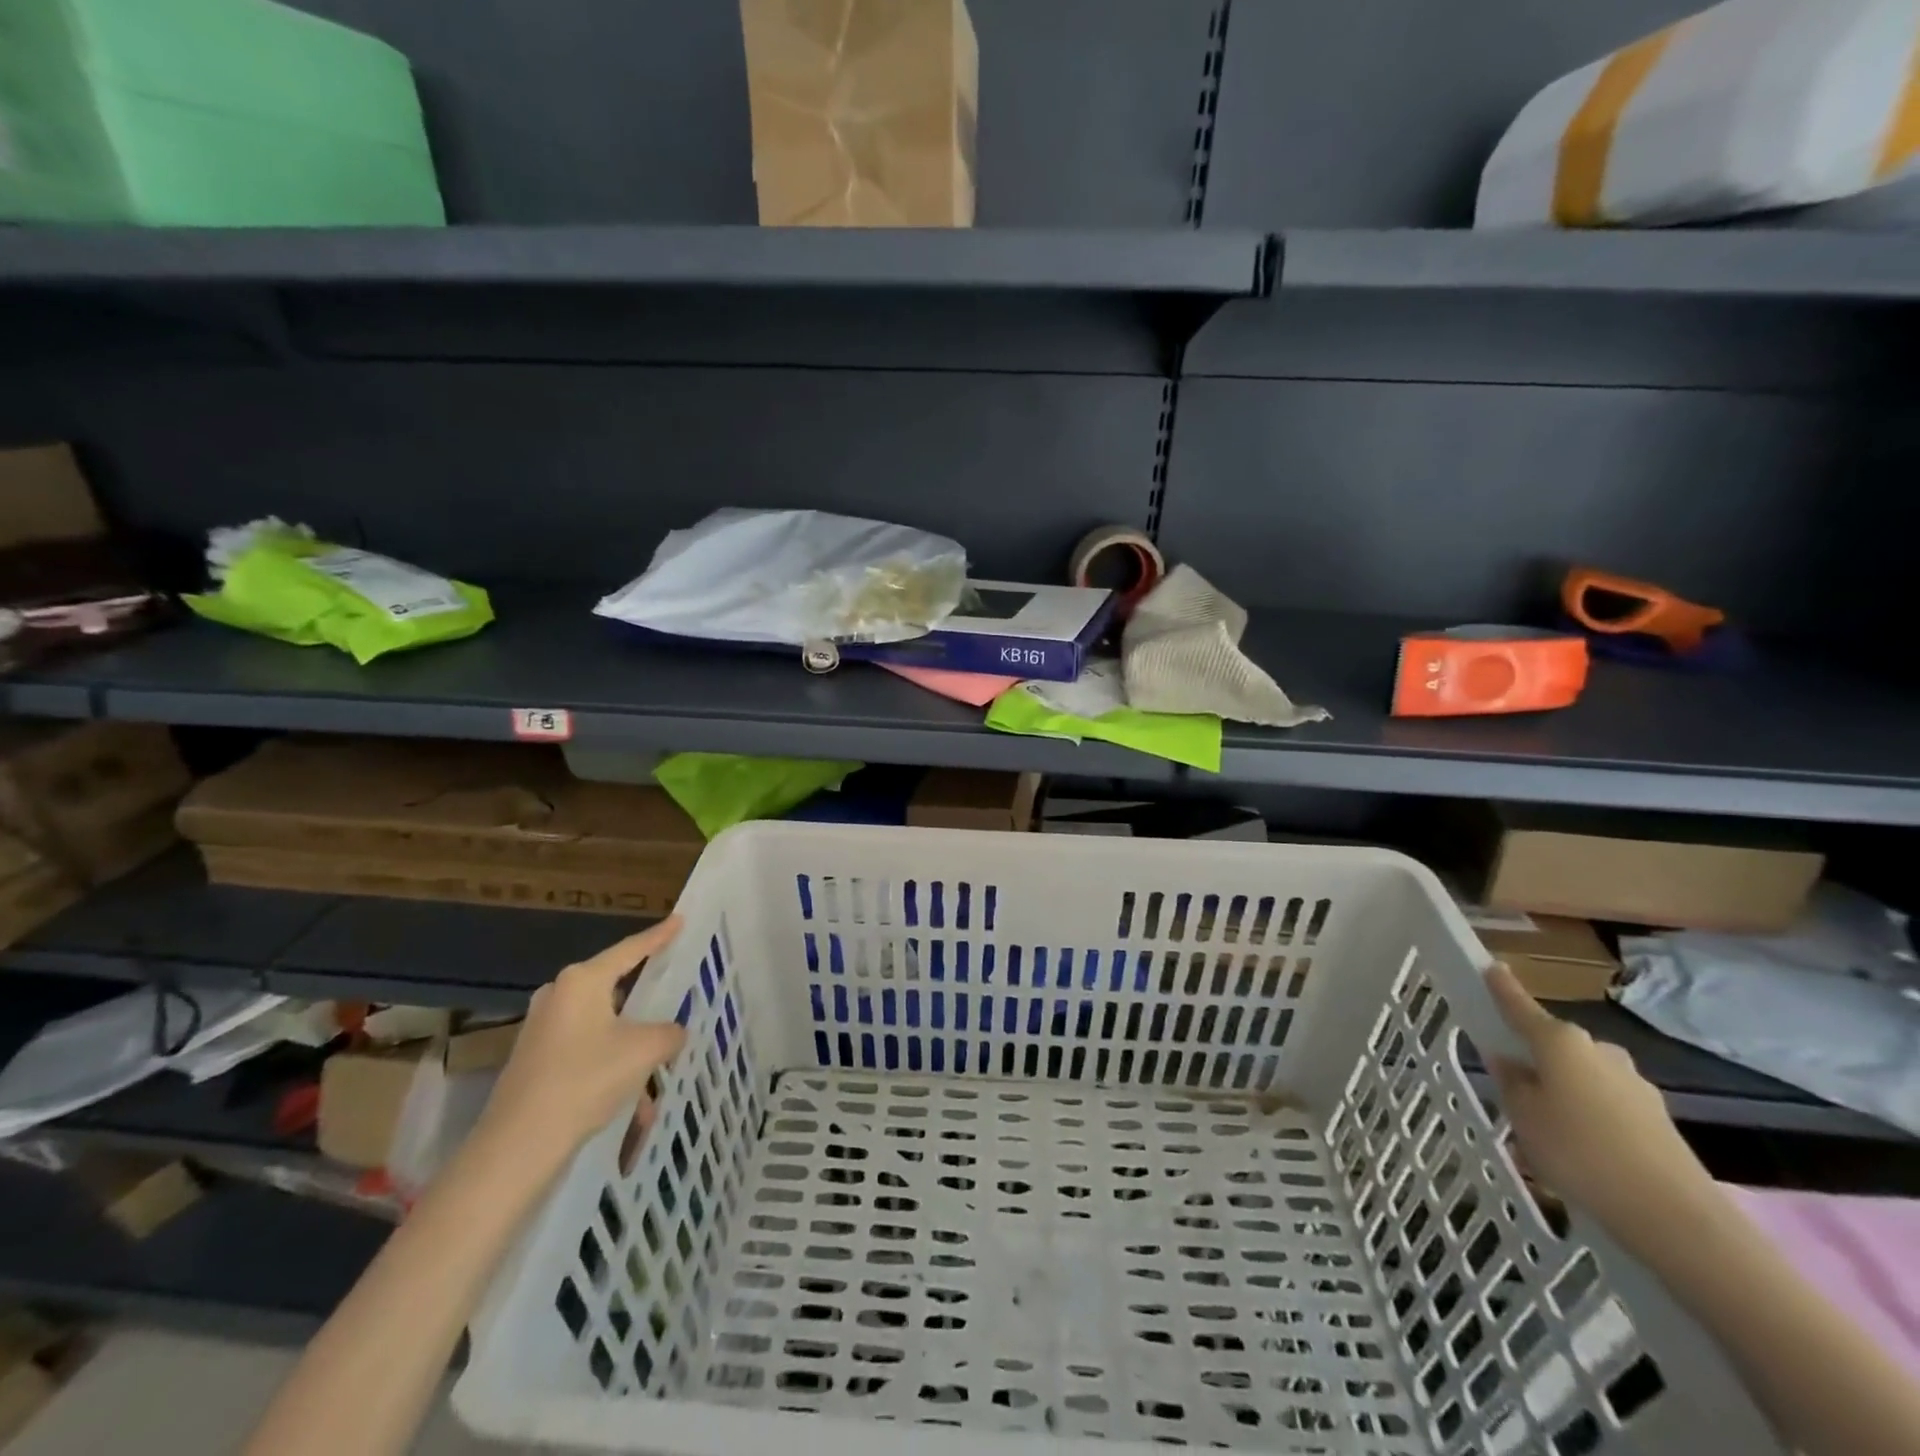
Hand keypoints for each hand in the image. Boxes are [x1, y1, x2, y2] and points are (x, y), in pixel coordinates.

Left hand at [479, 918, 686, 1153]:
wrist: (518, 1146)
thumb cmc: (585, 1080)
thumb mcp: (645, 1050)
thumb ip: (669, 1032)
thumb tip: (673, 1033)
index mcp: (582, 981)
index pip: (630, 949)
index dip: (659, 936)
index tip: (679, 920)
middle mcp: (558, 996)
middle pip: (614, 987)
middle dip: (645, 1000)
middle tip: (673, 995)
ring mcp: (543, 1029)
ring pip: (603, 1025)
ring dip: (631, 1046)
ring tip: (658, 1072)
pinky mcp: (536, 1060)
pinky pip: (586, 1050)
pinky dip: (612, 1067)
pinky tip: (632, 1103)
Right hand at [1485, 963, 1713, 1244]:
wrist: (1674, 1216)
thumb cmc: (1579, 1151)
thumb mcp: (1522, 1116)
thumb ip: (1511, 1082)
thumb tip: (1511, 1062)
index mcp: (1560, 1041)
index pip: (1520, 1006)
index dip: (1502, 988)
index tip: (1491, 967)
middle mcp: (1599, 1050)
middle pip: (1555, 1044)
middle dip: (1536, 1058)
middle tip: (1514, 1088)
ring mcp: (1633, 1083)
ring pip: (1583, 1076)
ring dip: (1564, 1090)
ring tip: (1548, 1129)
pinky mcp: (1656, 1118)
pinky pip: (1607, 1105)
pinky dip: (1590, 1116)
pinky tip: (1584, 1150)